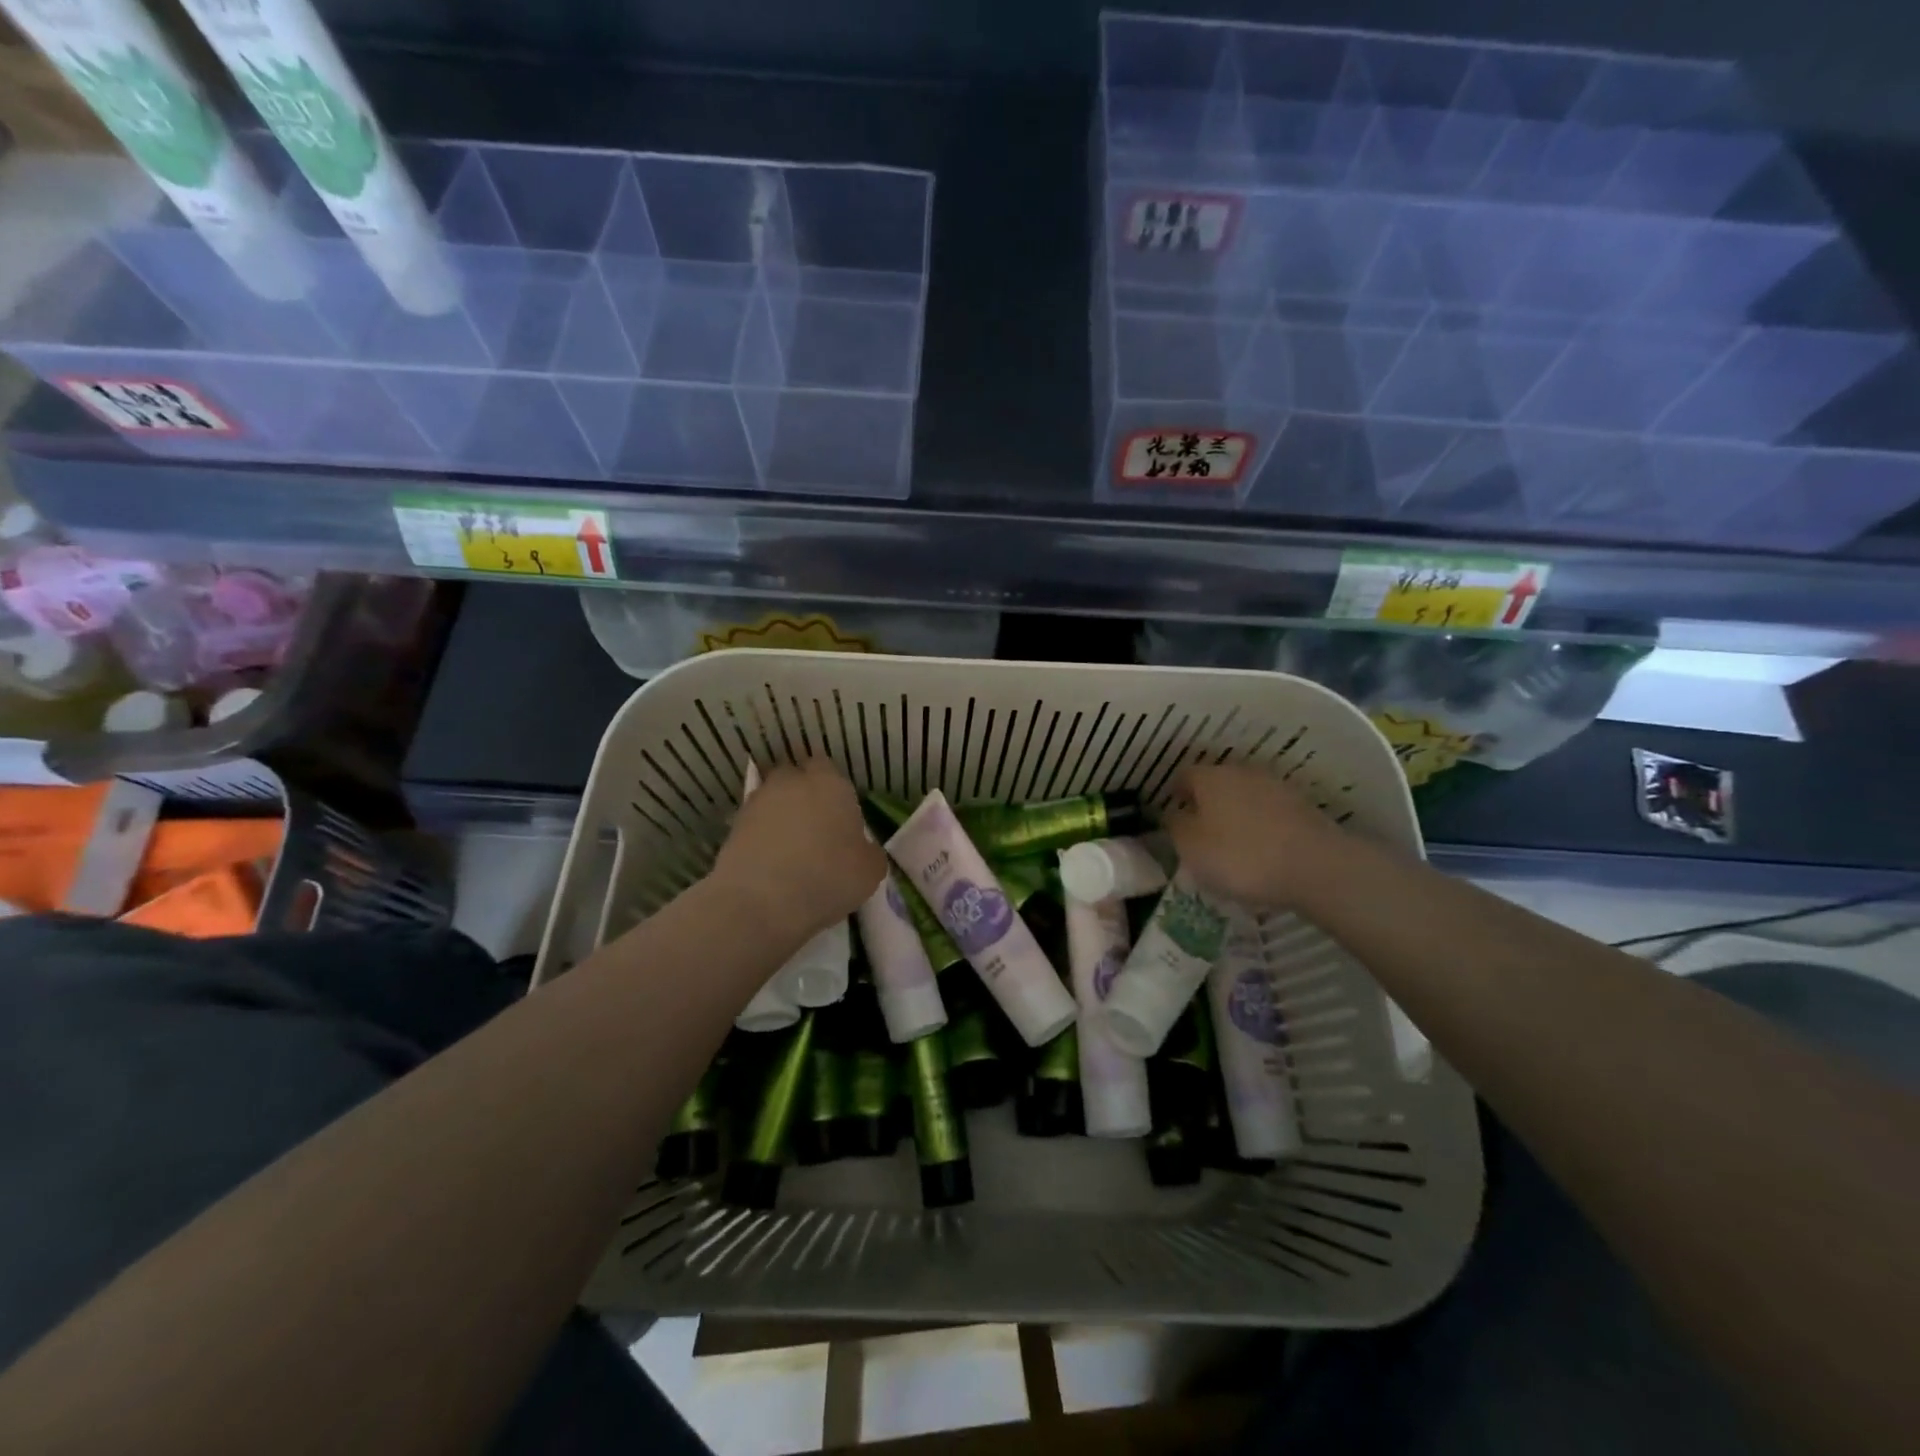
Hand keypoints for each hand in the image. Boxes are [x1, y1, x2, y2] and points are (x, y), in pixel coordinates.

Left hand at [709, 759, 886, 942]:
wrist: (761, 902)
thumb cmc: (828, 877)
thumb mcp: (871, 870)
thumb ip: (869, 850)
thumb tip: (861, 848)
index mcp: (830, 783)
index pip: (826, 765)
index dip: (831, 786)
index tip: (838, 811)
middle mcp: (791, 782)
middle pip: (795, 776)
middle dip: (802, 794)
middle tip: (814, 825)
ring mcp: (757, 802)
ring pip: (772, 799)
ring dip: (780, 815)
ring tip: (790, 848)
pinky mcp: (733, 827)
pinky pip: (753, 825)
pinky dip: (761, 838)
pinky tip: (771, 863)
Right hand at [1160, 763, 1345, 911]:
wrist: (1316, 867)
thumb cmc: (1240, 856)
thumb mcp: (1190, 847)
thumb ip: (1175, 826)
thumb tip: (1173, 814)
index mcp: (1210, 776)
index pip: (1184, 776)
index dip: (1175, 795)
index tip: (1172, 817)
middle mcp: (1242, 772)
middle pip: (1216, 784)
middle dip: (1207, 805)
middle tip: (1200, 834)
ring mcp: (1276, 787)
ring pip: (1245, 797)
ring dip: (1236, 815)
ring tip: (1232, 846)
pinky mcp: (1303, 807)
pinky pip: (1270, 814)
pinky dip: (1262, 828)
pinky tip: (1262, 852)